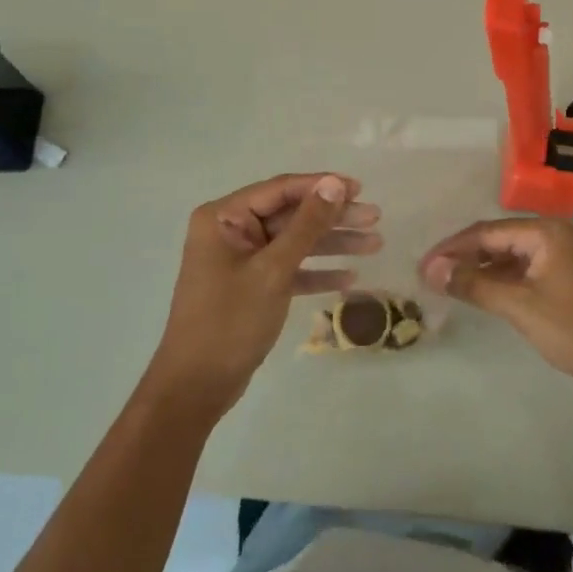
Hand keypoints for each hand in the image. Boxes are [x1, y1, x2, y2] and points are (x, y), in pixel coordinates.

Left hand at [147, 173, 380, 417]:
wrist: (196, 387)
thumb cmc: (230, 321)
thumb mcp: (273, 270)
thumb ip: (306, 225)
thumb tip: (334, 184)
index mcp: (224, 217)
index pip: (281, 189)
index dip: (322, 186)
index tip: (360, 188)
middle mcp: (231, 231)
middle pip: (291, 215)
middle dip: (333, 217)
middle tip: (375, 217)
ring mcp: (242, 259)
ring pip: (295, 242)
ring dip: (333, 244)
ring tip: (375, 244)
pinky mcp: (252, 286)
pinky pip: (289, 269)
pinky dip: (316, 272)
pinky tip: (349, 278)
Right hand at [420, 218, 572, 397]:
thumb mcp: (521, 307)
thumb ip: (475, 285)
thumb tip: (432, 269)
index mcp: (544, 232)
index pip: (485, 232)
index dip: (451, 249)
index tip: (422, 268)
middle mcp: (553, 234)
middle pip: (497, 239)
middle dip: (463, 257)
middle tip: (431, 278)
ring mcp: (563, 256)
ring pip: (510, 256)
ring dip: (481, 269)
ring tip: (450, 286)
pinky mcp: (568, 277)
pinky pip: (525, 270)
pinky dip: (501, 280)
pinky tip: (484, 294)